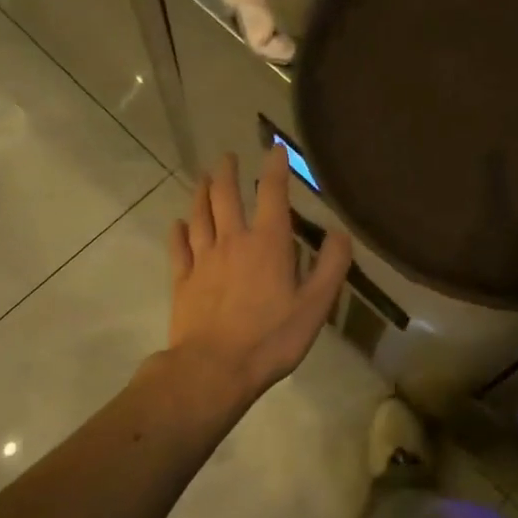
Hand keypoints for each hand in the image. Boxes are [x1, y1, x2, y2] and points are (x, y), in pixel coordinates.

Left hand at [167, 147, 352, 408]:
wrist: (214, 370)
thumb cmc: (271, 338)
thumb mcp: (315, 305)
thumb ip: (331, 266)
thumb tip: (339, 232)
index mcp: (268, 243)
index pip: (272, 194)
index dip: (274, 168)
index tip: (274, 148)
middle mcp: (233, 241)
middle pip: (226, 197)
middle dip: (228, 173)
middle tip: (227, 157)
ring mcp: (203, 260)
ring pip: (200, 216)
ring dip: (202, 193)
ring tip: (203, 177)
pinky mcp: (182, 281)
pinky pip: (179, 248)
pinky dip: (178, 232)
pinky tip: (178, 224)